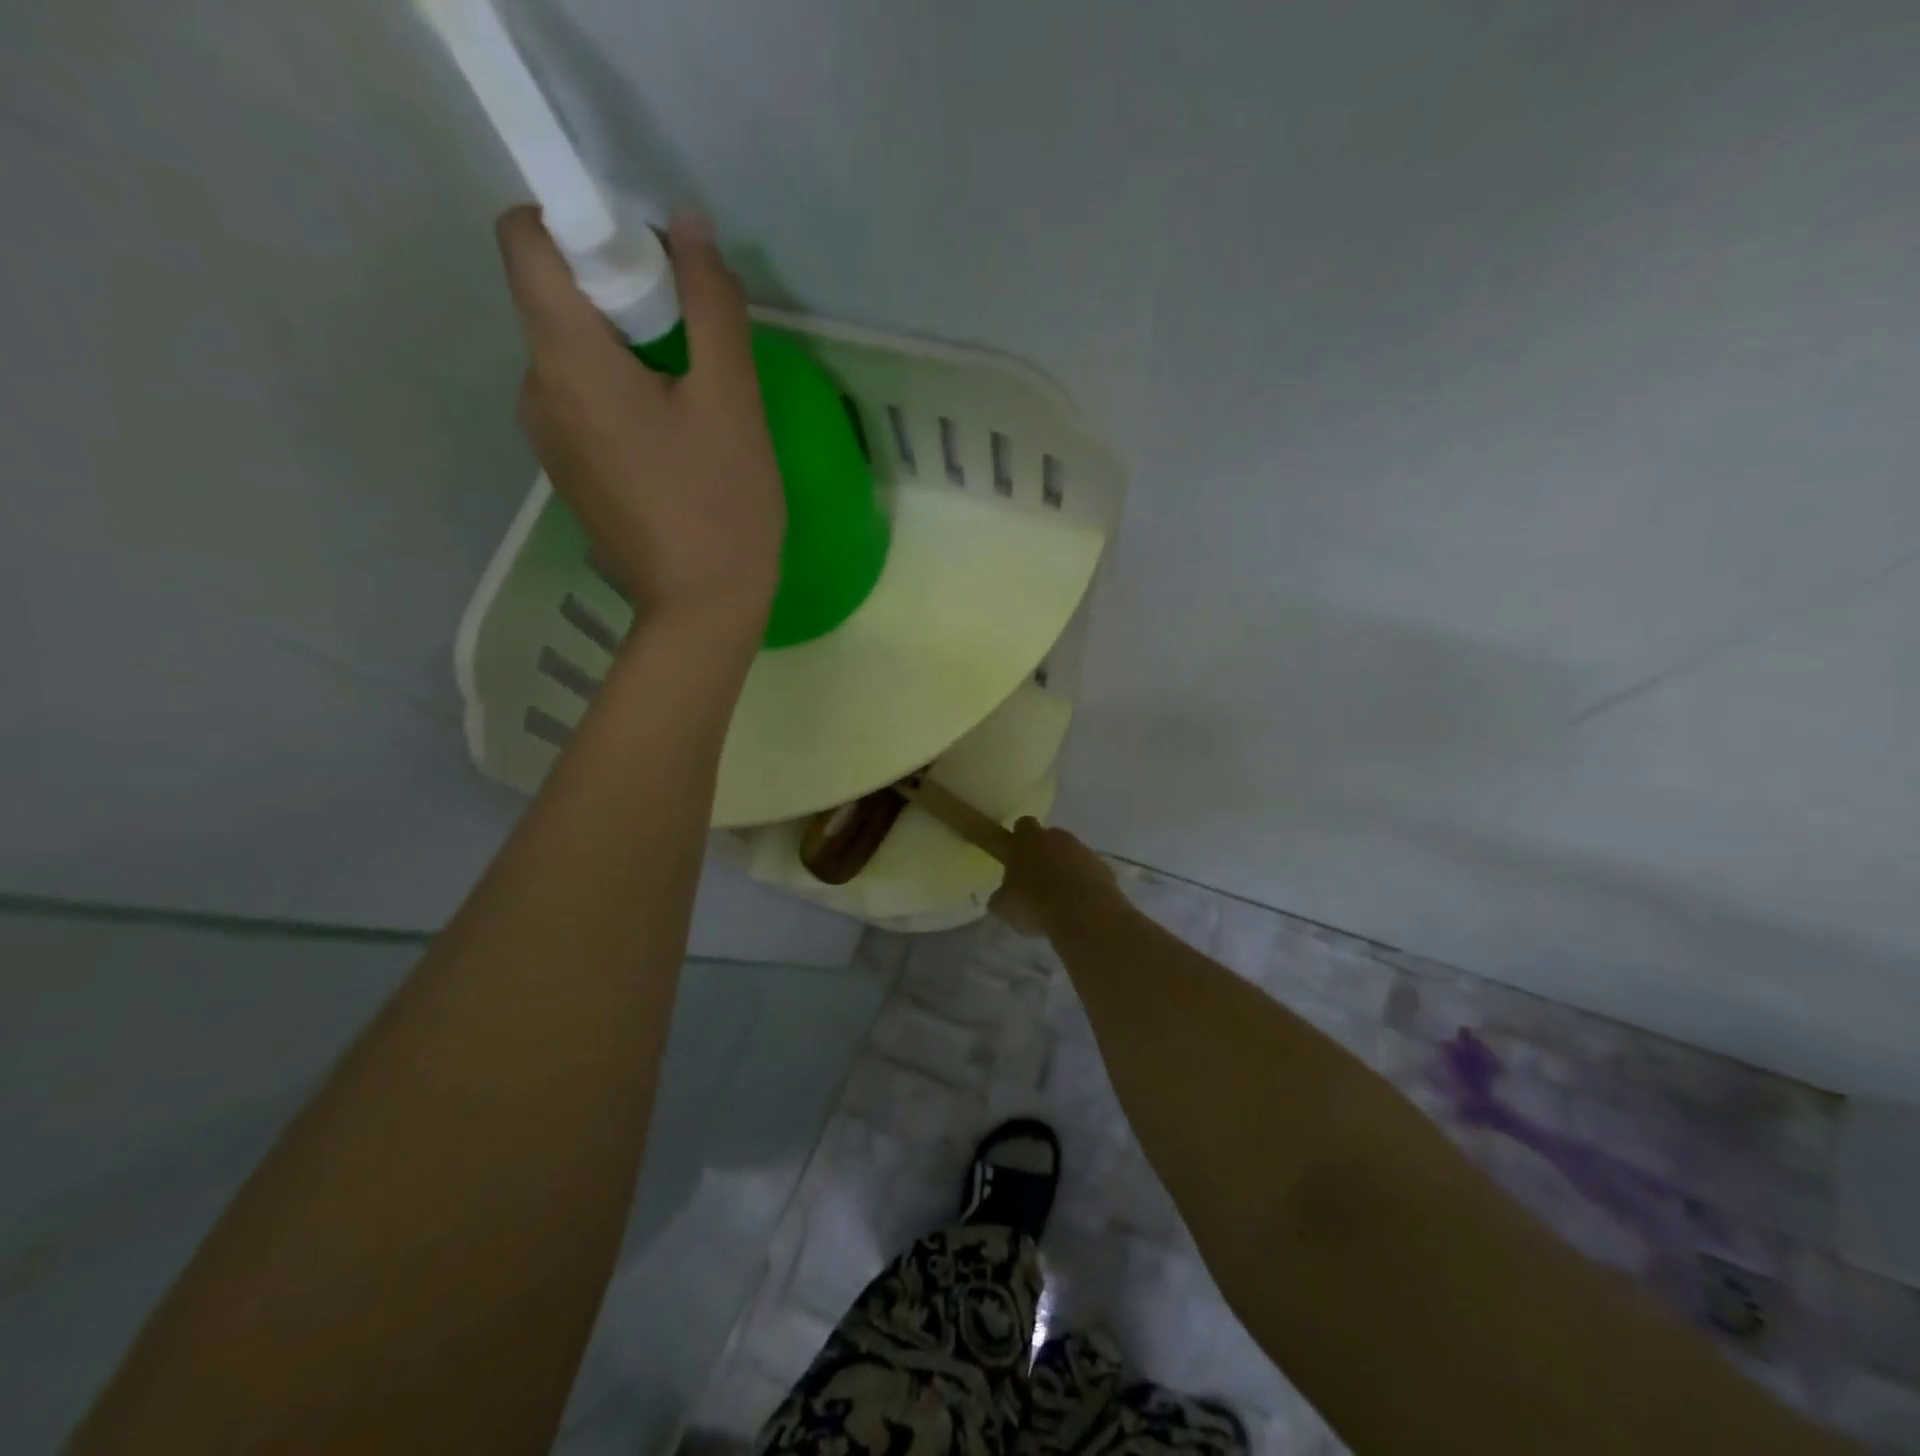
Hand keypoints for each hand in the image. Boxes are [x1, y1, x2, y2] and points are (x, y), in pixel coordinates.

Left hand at [495, 207, 785, 630]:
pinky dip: (624, 397)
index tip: (653, 269)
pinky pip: (584, 402)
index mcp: (565, 359)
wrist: (700, 612)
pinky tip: (676, 445)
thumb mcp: (733, 400)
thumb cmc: (722, 506)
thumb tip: (686, 224)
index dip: (584, 226)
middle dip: (624, 297)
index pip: (526, 236)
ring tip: (694, 406)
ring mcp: (546, 437)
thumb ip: (711, 303)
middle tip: (697, 350)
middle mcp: (535, 388)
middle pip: (558, 297)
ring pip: (576, 354)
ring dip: (630, 353)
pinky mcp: (568, 471)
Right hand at [990, 819, 1127, 938]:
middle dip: (1044, 852)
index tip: (1016, 855)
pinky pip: (1090, 870)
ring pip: (1071, 853)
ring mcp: (1083, 850)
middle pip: (1049, 836)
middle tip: (1037, 877)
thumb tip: (1002, 895)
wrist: (1084, 914)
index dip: (1019, 838)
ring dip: (1066, 868)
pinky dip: (1085, 882)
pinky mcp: (1104, 867)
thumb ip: (1002, 895)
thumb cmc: (1035, 904)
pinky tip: (1080, 904)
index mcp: (1028, 840)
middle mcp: (1057, 838)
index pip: (1022, 824)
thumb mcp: (1004, 906)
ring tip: (1060, 896)